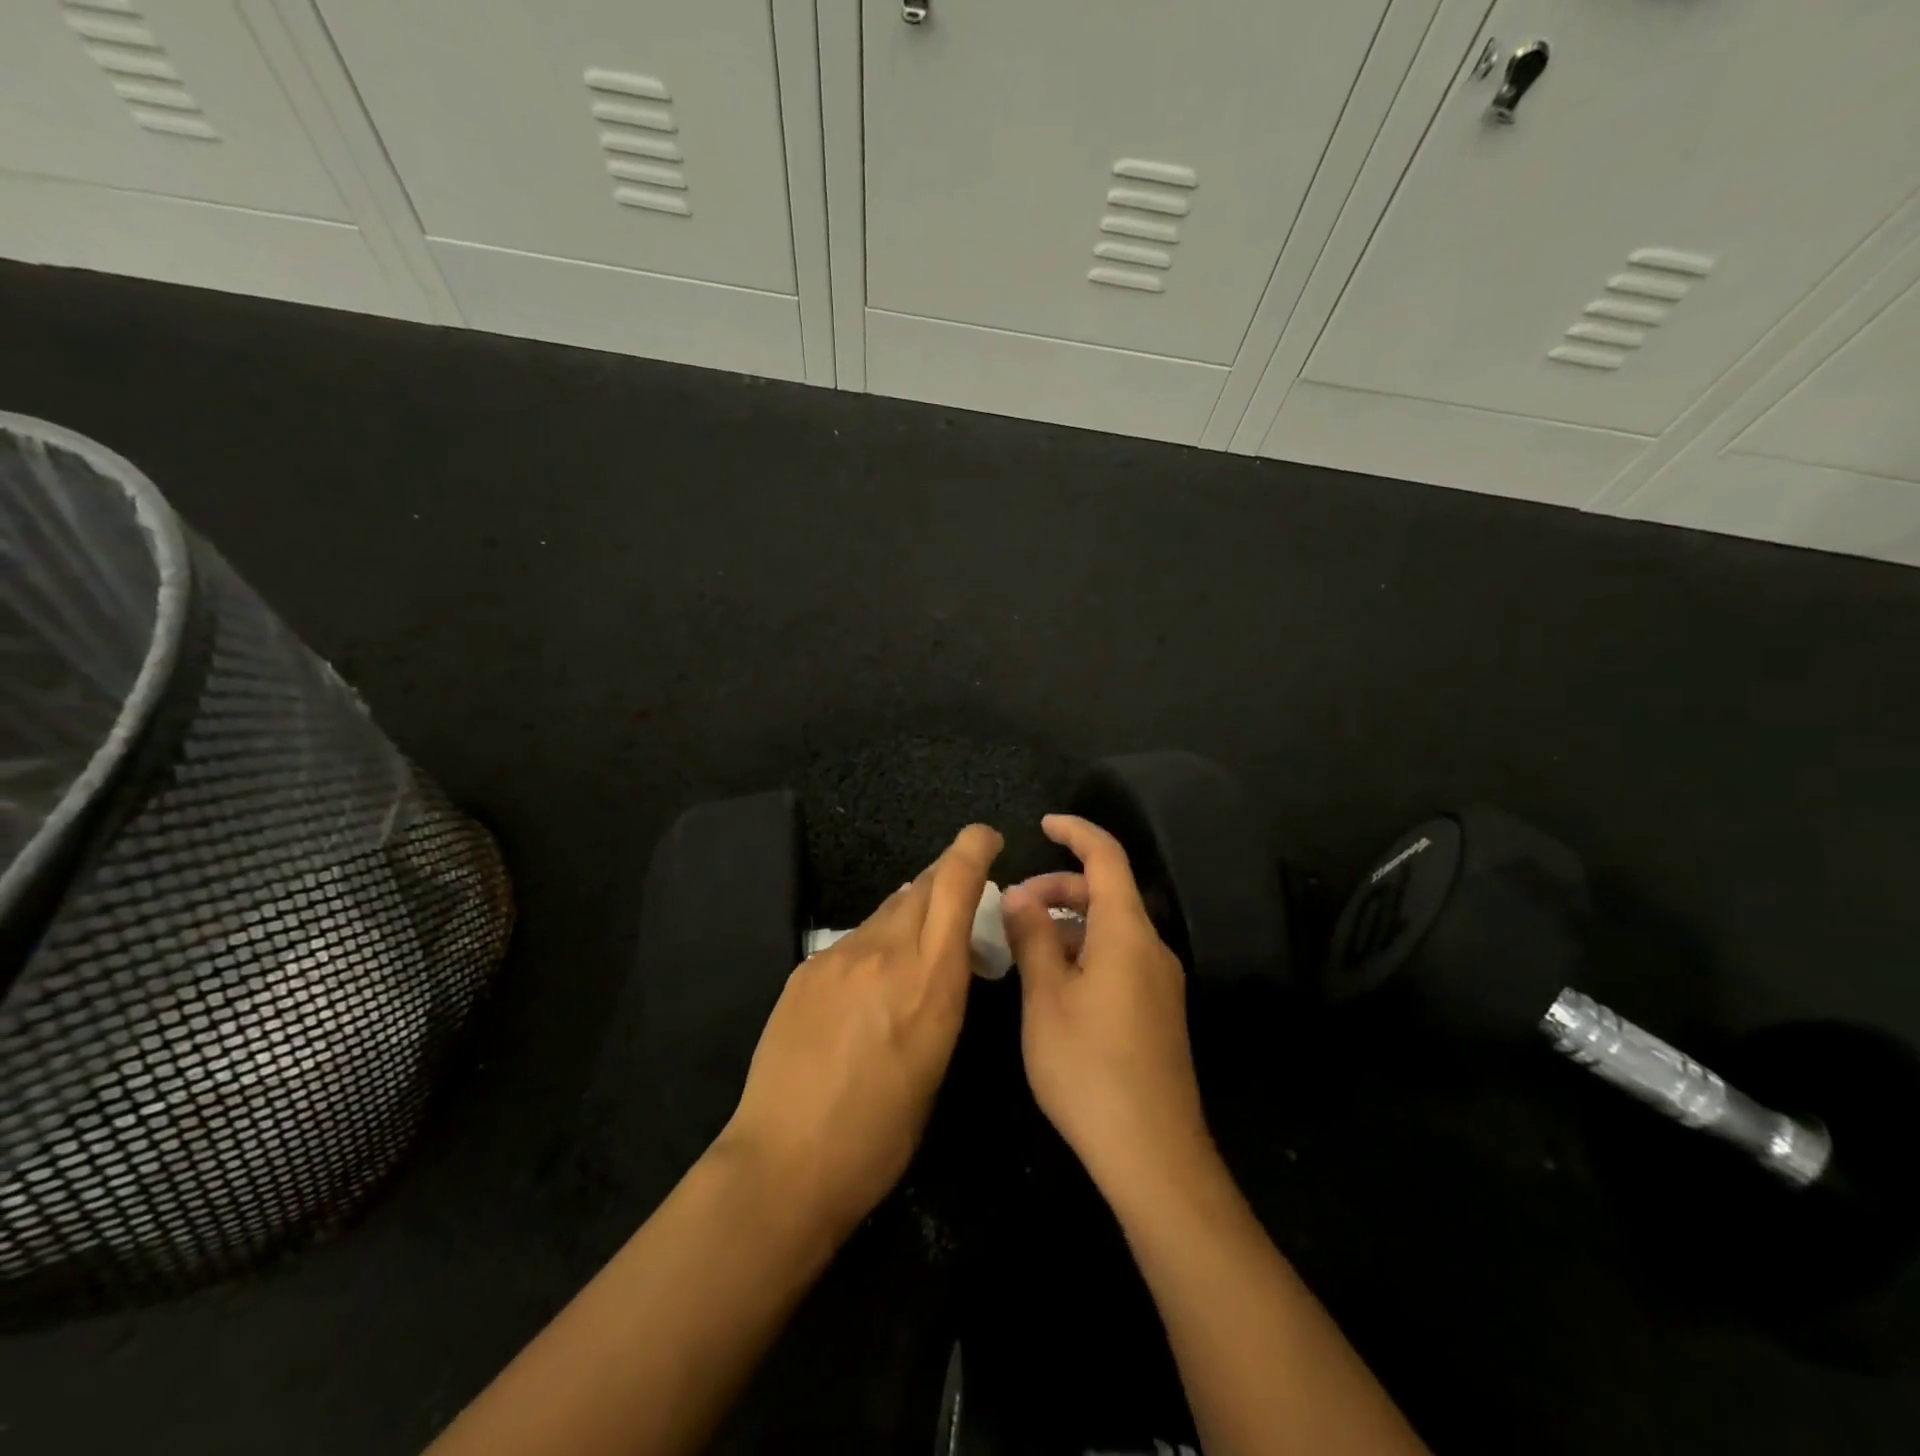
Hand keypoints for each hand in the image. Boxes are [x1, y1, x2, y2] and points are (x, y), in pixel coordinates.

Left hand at [716, 824, 1003, 1240]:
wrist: (785, 1161)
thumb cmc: (881, 1133)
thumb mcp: (937, 1061)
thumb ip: (941, 994)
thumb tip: (940, 957)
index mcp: (931, 979)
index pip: (954, 883)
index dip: (972, 848)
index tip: (985, 838)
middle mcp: (885, 951)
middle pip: (920, 885)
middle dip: (945, 878)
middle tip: (958, 896)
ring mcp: (838, 956)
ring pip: (885, 912)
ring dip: (907, 916)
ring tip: (911, 950)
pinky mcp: (805, 970)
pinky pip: (851, 941)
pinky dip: (871, 947)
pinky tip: (864, 988)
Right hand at [1000, 815, 1212, 1207]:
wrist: (1153, 1155)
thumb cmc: (1089, 1068)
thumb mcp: (1045, 998)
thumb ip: (1032, 937)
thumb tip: (1018, 894)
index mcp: (1127, 933)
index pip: (1107, 858)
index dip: (1076, 832)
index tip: (1044, 824)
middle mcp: (1151, 948)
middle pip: (1108, 893)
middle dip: (1059, 886)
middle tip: (1014, 907)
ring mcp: (1159, 982)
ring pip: (1111, 929)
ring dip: (1068, 923)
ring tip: (1024, 947)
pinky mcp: (1157, 1011)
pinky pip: (1118, 958)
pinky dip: (1084, 951)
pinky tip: (1053, 983)